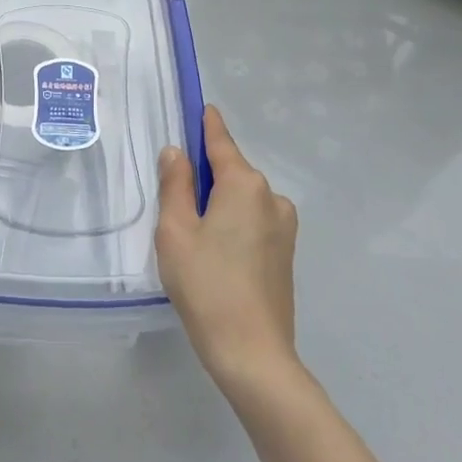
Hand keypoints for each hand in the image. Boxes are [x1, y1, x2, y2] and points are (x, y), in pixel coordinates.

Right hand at [156, 105, 298, 391]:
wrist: (253, 355)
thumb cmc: (206, 285)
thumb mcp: (176, 230)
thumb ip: (175, 185)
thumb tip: (177, 153)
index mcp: (244, 184)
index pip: (221, 142)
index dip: (207, 124)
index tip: (203, 107)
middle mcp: (271, 197)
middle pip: (231, 172)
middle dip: (206, 175)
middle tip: (175, 197)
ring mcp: (284, 227)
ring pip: (242, 200)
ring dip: (219, 204)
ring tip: (192, 236)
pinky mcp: (286, 254)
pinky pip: (253, 222)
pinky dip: (233, 224)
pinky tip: (215, 254)